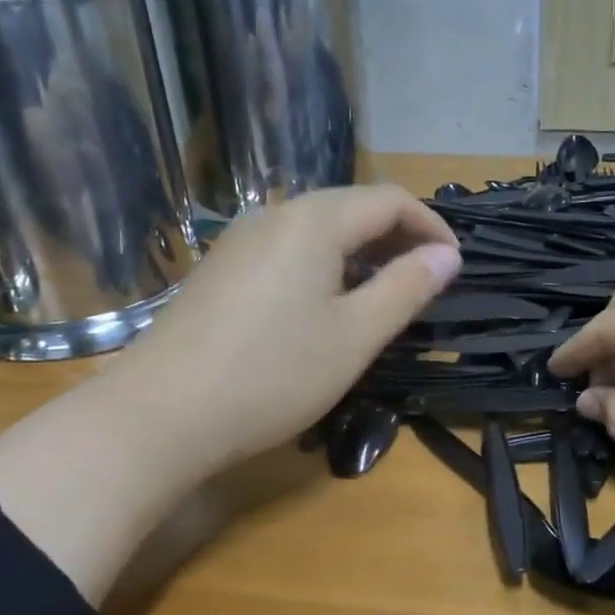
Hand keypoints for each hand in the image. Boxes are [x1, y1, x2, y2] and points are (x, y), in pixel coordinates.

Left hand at [129, 185, 460, 476]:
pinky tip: (325, 306)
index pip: (390, 200)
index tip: (454, 267)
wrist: (160, 415)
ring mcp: (240, 240)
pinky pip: (288, 249)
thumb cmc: (273, 375)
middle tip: (425, 282)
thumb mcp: (355, 336)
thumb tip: (447, 256)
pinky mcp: (221, 268)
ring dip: (361, 252)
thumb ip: (406, 289)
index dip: (431, 227)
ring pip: (318, 229)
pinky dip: (324, 265)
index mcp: (313, 221)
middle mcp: (274, 215)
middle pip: (352, 207)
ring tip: (382, 296)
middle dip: (398, 237)